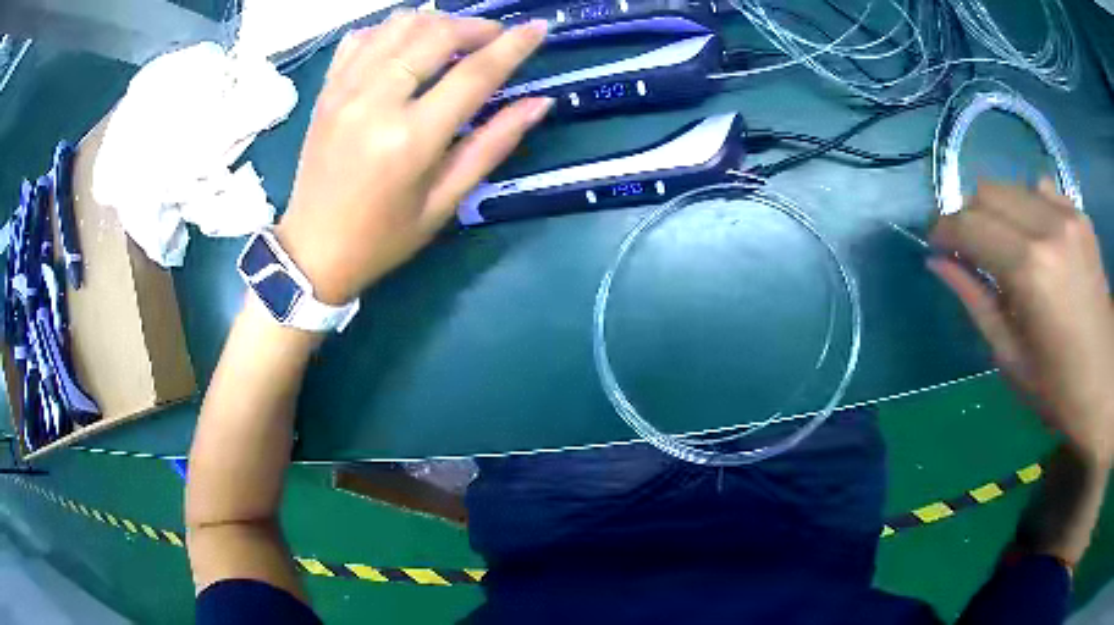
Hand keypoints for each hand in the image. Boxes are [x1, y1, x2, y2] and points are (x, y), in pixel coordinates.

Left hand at [274, 12, 551, 304]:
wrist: (312, 251)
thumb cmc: (383, 238)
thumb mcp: (445, 202)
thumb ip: (492, 145)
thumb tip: (539, 103)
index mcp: (410, 139)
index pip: (473, 74)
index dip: (513, 46)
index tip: (538, 28)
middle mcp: (375, 102)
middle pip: (434, 35)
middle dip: (475, 27)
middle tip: (495, 37)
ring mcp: (344, 91)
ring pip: (398, 26)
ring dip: (435, 22)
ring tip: (455, 38)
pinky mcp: (326, 91)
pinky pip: (361, 38)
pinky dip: (391, 30)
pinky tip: (406, 45)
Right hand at [929, 180, 1113, 466]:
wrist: (1105, 386)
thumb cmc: (1057, 388)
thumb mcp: (1009, 356)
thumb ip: (974, 300)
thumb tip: (937, 262)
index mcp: (1029, 270)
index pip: (969, 223)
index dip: (944, 229)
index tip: (937, 245)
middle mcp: (1048, 227)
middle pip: (987, 191)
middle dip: (969, 216)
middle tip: (969, 249)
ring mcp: (1068, 216)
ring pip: (1012, 186)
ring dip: (998, 212)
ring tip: (1005, 248)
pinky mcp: (1080, 215)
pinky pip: (1041, 190)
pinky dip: (1028, 207)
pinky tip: (1036, 240)